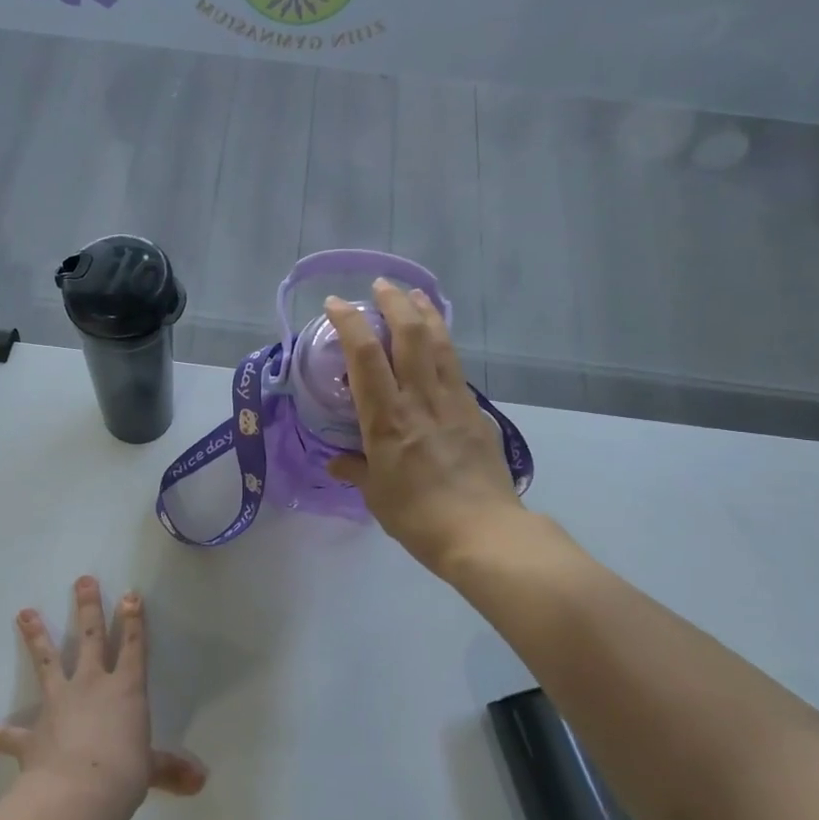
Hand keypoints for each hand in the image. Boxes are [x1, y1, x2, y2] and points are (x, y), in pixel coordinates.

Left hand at [0, 577, 205, 819]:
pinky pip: (5, 733)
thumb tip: (200, 781)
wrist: (77, 795)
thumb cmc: (123, 776)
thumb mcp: (150, 771)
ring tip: (24, 612)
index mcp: (126, 691)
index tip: (129, 594)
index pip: (134, 648)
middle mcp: (91, 686)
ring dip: (36, 636)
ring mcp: (58, 705)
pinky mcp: (31, 733)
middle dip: (88, 607)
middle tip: (83, 580)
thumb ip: (170, 770)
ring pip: (47, 662)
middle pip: (91, 639)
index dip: (133, 621)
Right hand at [324, 281, 529, 573]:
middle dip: (393, 302)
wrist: (483, 533)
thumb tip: (336, 462)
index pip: (365, 356)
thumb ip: (356, 470)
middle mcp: (421, 400)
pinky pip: (457, 368)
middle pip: (410, 335)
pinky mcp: (477, 413)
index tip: (335, 304)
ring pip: (440, 343)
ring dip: (425, 313)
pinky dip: (444, 346)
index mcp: (387, 420)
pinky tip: (439, 345)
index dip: (350, 322)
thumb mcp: (376, 496)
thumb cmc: (418, 518)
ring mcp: (454, 402)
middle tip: (381, 286)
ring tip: (413, 296)